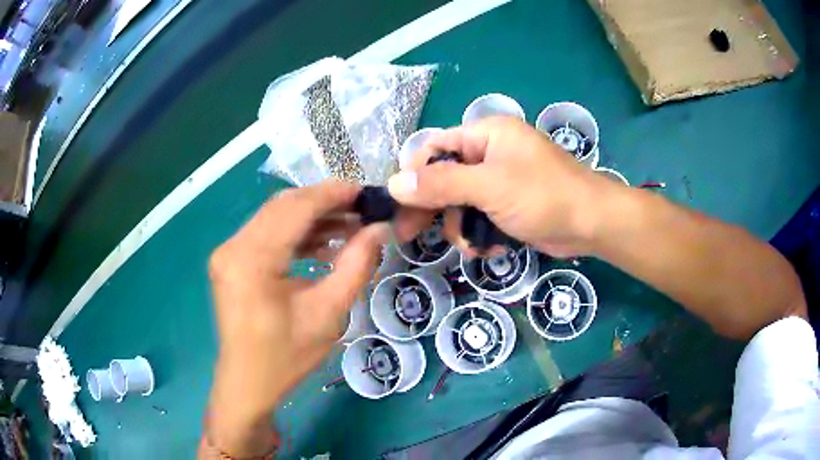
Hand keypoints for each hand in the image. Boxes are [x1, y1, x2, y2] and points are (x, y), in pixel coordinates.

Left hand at [204, 181, 387, 456]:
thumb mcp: (328, 314)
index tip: (365, 191)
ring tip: (348, 228)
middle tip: (361, 209)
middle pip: (282, 207)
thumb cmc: (286, 356)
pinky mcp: (231, 260)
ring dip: (311, 220)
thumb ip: (356, 266)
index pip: (295, 209)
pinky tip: (323, 246)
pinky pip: (266, 235)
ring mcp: (228, 252)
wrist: (248, 383)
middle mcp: (233, 246)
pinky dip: (295, 235)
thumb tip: (379, 229)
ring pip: (274, 218)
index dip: (332, 194)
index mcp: (251, 259)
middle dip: (324, 203)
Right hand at [389, 116, 615, 257]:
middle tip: (409, 236)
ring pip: (460, 202)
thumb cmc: (543, 195)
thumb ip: (441, 184)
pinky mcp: (509, 205)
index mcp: (485, 135)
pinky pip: (480, 217)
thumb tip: (394, 184)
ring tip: (473, 245)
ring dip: (461, 227)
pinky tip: (492, 248)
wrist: (591, 224)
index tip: (398, 204)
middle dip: (433, 208)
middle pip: (445, 177)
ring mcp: (500, 181)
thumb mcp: (489, 187)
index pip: (435, 147)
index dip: (415, 174)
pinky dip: (481, 234)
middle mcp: (490, 153)